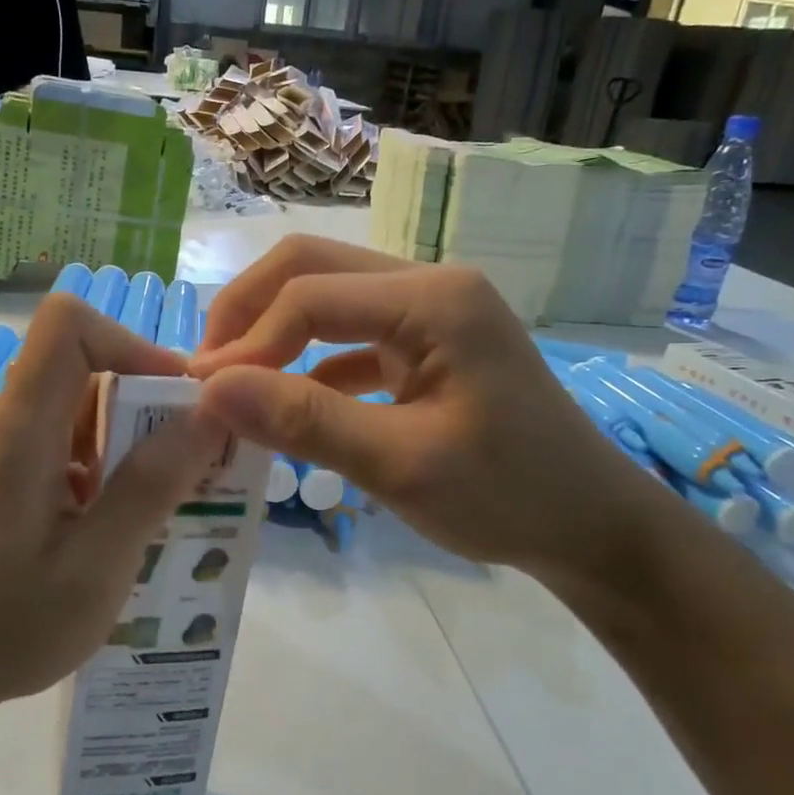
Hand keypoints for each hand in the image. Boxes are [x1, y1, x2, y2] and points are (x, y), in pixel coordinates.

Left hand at [0, 295, 227, 778]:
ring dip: (124, 442)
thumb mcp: (96, 566)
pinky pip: (55, 436)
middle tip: (188, 469)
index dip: (131, 344)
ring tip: (155, 506)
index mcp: (18, 429)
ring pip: (74, 406)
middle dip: (145, 407)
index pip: (68, 325)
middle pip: (82, 368)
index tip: (176, 400)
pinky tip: (110, 523)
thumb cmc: (5, 626)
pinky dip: (96, 462)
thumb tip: (207, 416)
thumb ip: (151, 485)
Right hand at [190, 236, 683, 587]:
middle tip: (207, 372)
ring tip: (234, 386)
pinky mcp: (426, 344)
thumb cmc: (508, 497)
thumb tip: (210, 388)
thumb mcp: (400, 465)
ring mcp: (430, 312)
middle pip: (312, 267)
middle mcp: (429, 285)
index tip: (201, 395)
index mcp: (433, 298)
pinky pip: (350, 336)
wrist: (591, 527)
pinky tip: (288, 403)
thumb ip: (305, 420)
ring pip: (327, 297)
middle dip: (249, 314)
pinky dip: (309, 362)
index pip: (310, 295)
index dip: (247, 342)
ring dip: (274, 333)